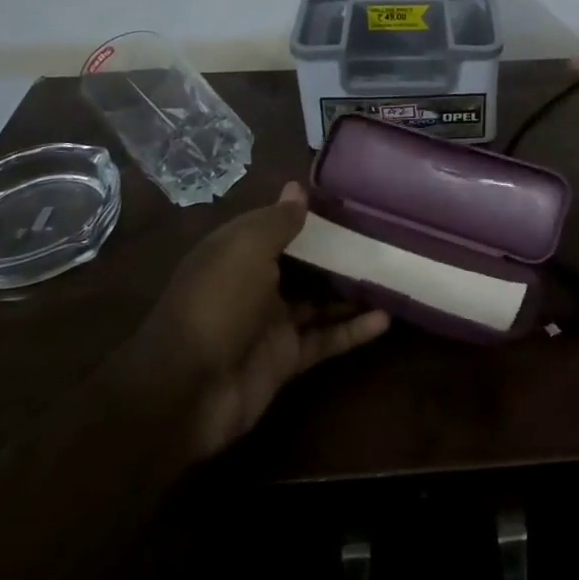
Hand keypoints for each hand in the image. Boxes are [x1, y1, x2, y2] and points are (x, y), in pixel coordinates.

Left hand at [115, 183, 389, 460]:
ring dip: (351, 291)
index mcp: (238, 252)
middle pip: (303, 263)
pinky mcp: (286, 359)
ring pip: (319, 301)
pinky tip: (386, 319)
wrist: (186, 391)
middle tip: (382, 236)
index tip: (350, 202)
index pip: (277, 226)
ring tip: (393, 274)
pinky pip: (326, 339)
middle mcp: (255, 284)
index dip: (309, 215)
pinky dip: (353, 331)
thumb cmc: (217, 303)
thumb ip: (277, 221)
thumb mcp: (246, 249)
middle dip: (337, 252)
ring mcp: (271, 324)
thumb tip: (297, 188)